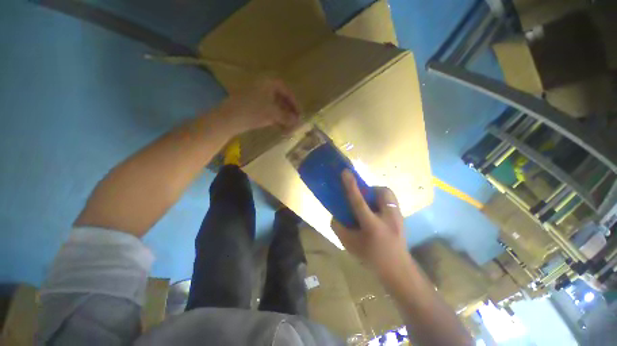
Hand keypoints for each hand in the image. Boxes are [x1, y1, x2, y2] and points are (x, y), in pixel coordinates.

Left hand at [215, 78, 299, 134]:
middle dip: (289, 111)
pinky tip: (279, 126)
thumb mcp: (273, 114)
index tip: (299, 114)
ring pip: (274, 105)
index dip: (295, 103)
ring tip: (288, 126)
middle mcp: (263, 86)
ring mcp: (256, 95)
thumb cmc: (253, 111)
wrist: (229, 118)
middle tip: (295, 121)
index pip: (287, 91)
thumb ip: (287, 117)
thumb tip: (297, 121)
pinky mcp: (251, 104)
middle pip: (281, 98)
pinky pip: (267, 110)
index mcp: (269, 83)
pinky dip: (274, 117)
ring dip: (282, 116)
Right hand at [332, 170, 410, 276]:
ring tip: (371, 204)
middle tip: (363, 196)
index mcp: (372, 225)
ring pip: (388, 194)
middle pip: (381, 192)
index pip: (359, 201)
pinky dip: (382, 201)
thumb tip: (335, 215)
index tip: (346, 172)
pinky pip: (391, 201)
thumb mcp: (350, 245)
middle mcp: (388, 217)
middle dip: (370, 189)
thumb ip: (339, 228)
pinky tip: (378, 212)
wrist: (398, 270)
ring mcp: (398, 217)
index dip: (351, 185)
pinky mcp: (402, 217)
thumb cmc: (372, 258)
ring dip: (377, 194)